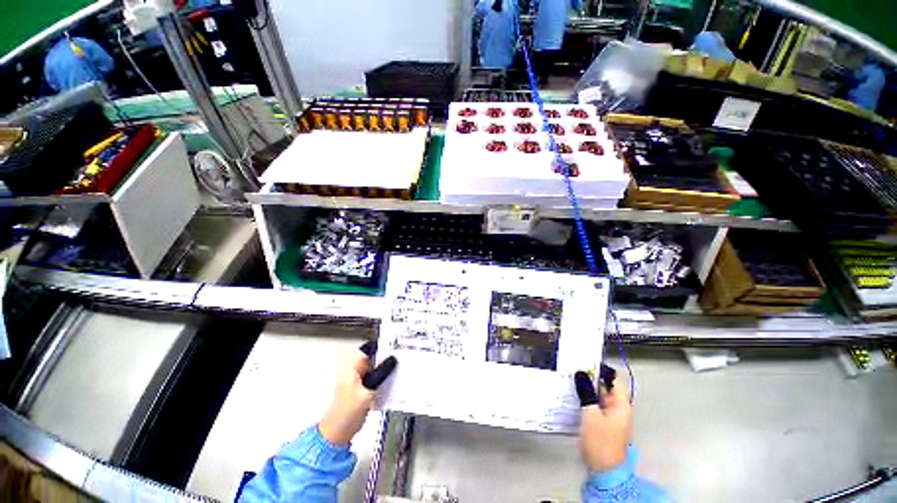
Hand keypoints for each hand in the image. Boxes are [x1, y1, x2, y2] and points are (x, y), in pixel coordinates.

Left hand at [318, 342, 396, 444]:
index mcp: (351, 366)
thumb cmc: (346, 414)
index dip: (382, 345)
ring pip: (376, 367)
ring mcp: (358, 379)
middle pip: (374, 357)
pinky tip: (390, 381)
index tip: (395, 346)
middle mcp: (354, 370)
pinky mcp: (362, 388)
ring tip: (396, 368)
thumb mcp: (368, 391)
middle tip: (399, 357)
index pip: (369, 348)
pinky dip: (383, 377)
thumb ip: (381, 373)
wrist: (338, 433)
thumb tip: (392, 359)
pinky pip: (376, 377)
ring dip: (385, 368)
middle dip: (386, 357)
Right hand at [575, 369, 631, 472]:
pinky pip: (594, 404)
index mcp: (621, 405)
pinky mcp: (602, 422)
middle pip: (605, 387)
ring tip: (571, 380)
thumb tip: (581, 374)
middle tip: (573, 370)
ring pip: (599, 396)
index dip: (602, 369)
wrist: (604, 470)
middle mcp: (618, 408)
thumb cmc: (601, 442)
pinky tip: (573, 396)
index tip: (586, 362)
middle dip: (591, 378)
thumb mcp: (591, 415)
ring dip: (587, 389)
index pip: (614, 379)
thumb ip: (586, 393)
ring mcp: (610, 416)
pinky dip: (585, 399)